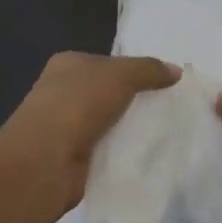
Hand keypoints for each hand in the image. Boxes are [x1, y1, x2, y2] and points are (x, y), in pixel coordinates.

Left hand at [0, 51, 178, 210]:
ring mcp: (64, 125)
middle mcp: (62, 91)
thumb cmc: (78, 104)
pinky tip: (144, 155)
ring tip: (162, 132)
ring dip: (126, 127)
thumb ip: (149, 70)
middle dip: (132, 100)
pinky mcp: (71, 157)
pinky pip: (104, 148)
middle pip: (106, 92)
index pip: (106, 62)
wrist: (45, 160)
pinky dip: (120, 151)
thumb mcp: (120, 76)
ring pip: (106, 121)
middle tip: (167, 107)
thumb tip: (176, 70)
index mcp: (67, 64)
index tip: (161, 81)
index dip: (132, 69)